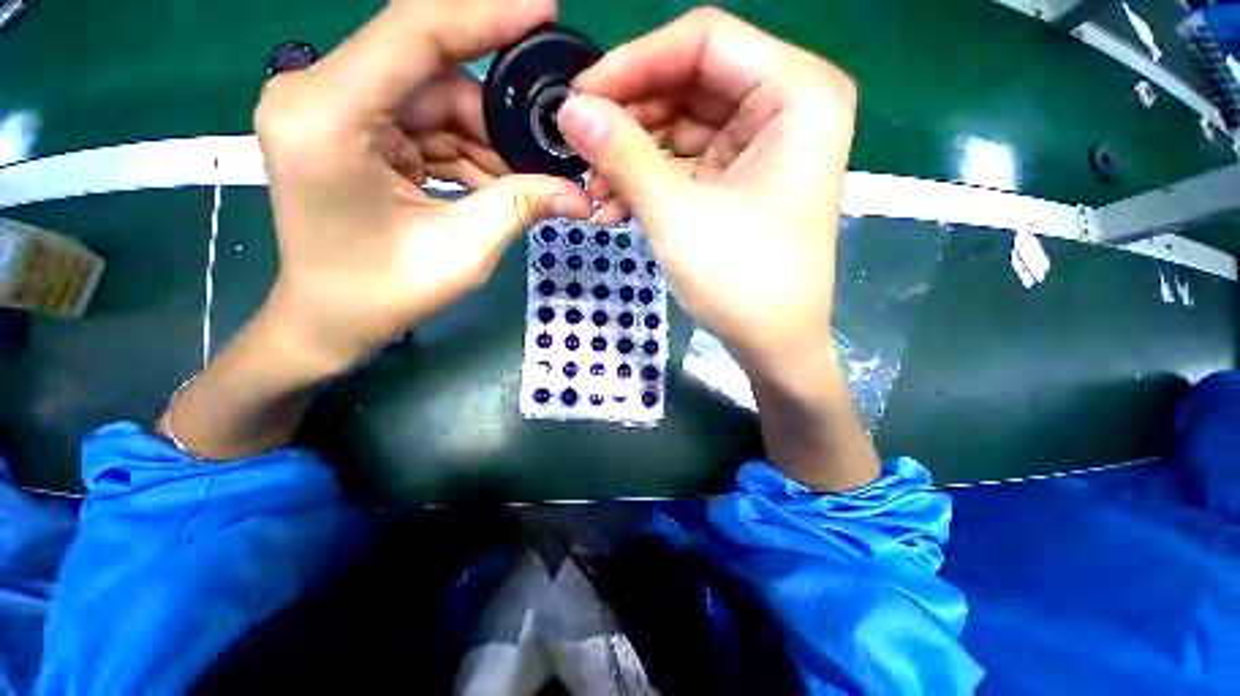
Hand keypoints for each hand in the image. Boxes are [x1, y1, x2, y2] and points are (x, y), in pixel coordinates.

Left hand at [254, 0, 589, 375]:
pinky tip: (496, 185)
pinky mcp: (353, 126)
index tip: (546, 9)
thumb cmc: (383, 294)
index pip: (416, 32)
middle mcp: (320, 94)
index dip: (486, 15)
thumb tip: (580, 193)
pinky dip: (467, 152)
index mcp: (329, 116)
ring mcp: (334, 108)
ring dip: (488, 144)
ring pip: (437, 102)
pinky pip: (426, 123)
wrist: (329, 319)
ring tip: (528, 184)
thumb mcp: (463, 252)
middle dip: (499, 119)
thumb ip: (520, 207)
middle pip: (436, 76)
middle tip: (550, 154)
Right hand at [557, 8, 855, 373]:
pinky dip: (651, 182)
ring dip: (633, 158)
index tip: (581, 97)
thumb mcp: (676, 214)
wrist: (773, 343)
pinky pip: (688, 163)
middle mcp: (787, 107)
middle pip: (690, 83)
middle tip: (579, 149)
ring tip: (593, 193)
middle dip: (630, 119)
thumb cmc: (740, 281)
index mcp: (796, 93)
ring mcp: (763, 147)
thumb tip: (570, 108)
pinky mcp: (742, 181)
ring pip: (683, 126)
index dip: (634, 63)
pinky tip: (615, 208)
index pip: (703, 41)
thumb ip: (622, 153)